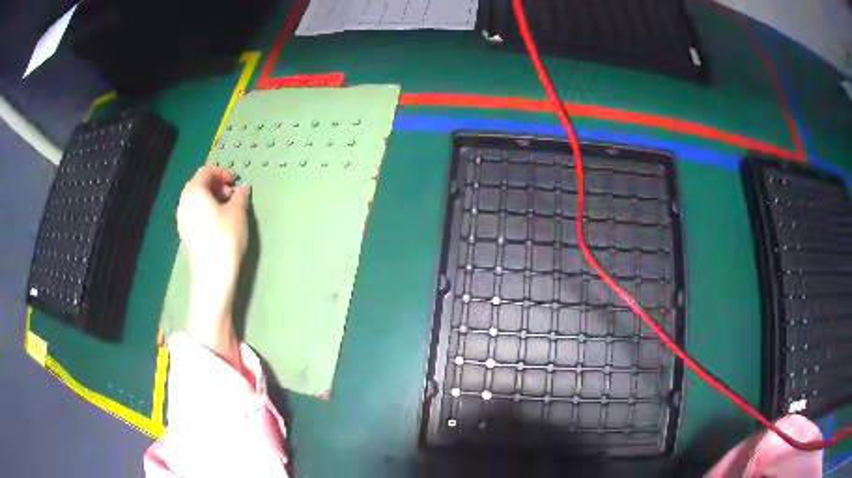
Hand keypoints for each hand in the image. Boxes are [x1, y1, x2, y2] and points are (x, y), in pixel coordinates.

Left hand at [176, 166, 249, 367]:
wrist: (213, 274)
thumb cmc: (225, 237)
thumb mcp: (237, 213)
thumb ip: (240, 196)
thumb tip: (243, 187)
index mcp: (194, 191)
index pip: (206, 172)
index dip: (222, 172)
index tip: (236, 181)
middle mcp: (184, 202)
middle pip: (198, 184)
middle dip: (216, 184)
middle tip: (232, 193)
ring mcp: (182, 219)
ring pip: (195, 199)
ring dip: (211, 197)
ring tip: (227, 207)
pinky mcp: (186, 233)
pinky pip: (194, 212)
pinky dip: (205, 209)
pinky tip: (218, 220)